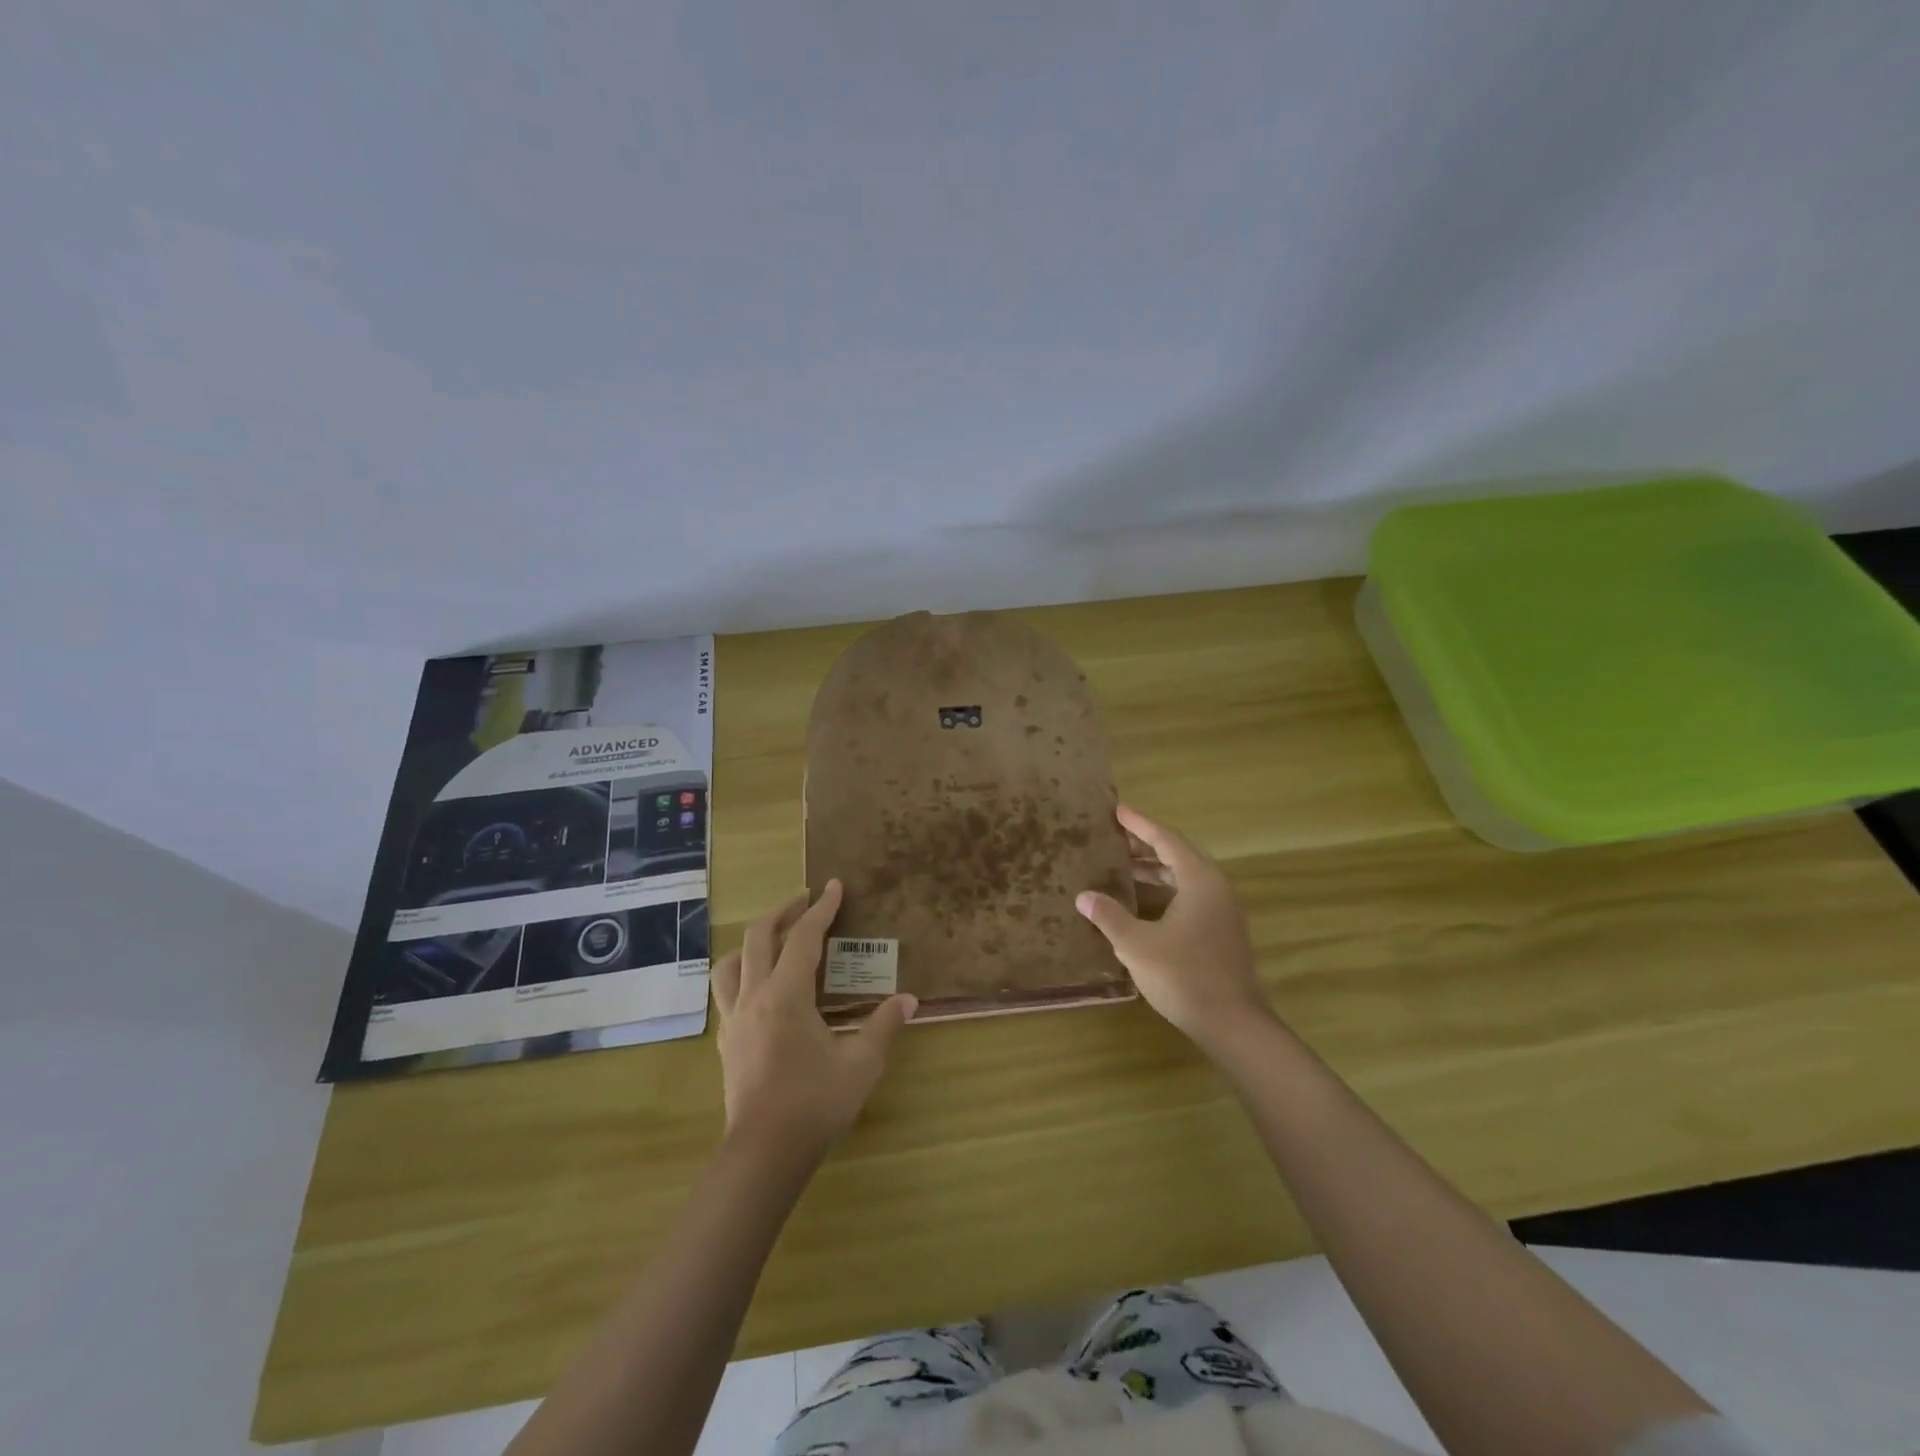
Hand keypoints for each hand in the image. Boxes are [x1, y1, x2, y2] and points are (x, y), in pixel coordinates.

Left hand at [711, 879, 917, 1153]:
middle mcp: (753, 997)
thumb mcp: (861, 1064)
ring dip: (752, 942)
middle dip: (783, 913)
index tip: (833, 886)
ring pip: (730, 963)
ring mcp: (734, 1020)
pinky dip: (742, 974)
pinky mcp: (726, 1042)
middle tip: (805, 902)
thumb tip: (908, 999)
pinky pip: (726, 992)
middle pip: (759, 938)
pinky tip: (759, 988)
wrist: (764, 1154)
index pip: (804, 938)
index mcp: (786, 995)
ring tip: (774, 940)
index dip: (821, 909)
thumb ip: (884, 1026)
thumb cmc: (815, 1103)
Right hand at [1076, 805, 1268, 1047]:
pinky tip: (1144, 903)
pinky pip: (1191, 895)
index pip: (1167, 839)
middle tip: (1116, 838)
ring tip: (1123, 867)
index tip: (1117, 811)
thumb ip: (1109, 916)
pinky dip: (1166, 889)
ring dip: (1156, 868)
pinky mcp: (1222, 931)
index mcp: (1199, 881)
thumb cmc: (1183, 976)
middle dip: (1147, 844)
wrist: (1233, 1024)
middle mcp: (1216, 888)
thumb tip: (1084, 896)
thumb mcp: (1137, 945)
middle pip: (1180, 853)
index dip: (1140, 824)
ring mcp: (1223, 911)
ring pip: (1187, 876)